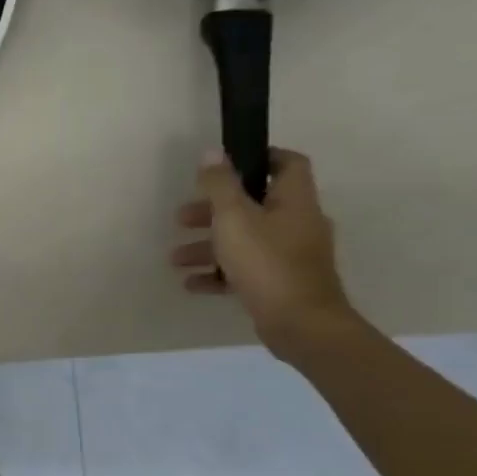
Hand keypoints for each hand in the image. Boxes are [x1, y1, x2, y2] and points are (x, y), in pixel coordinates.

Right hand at [171, 148, 360, 358]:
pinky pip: (245, 269)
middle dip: (214, 211)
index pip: (287, 163)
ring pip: (245, 240)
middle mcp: (298, 223)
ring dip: (209, 245)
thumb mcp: (234, 218)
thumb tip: (212, 152)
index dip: (260, 157)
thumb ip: (219, 185)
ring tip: (176, 258)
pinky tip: (192, 283)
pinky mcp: (281, 282)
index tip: (225, 164)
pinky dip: (218, 273)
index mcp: (294, 201)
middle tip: (182, 218)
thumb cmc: (266, 262)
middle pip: (254, 205)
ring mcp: (291, 255)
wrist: (300, 323)